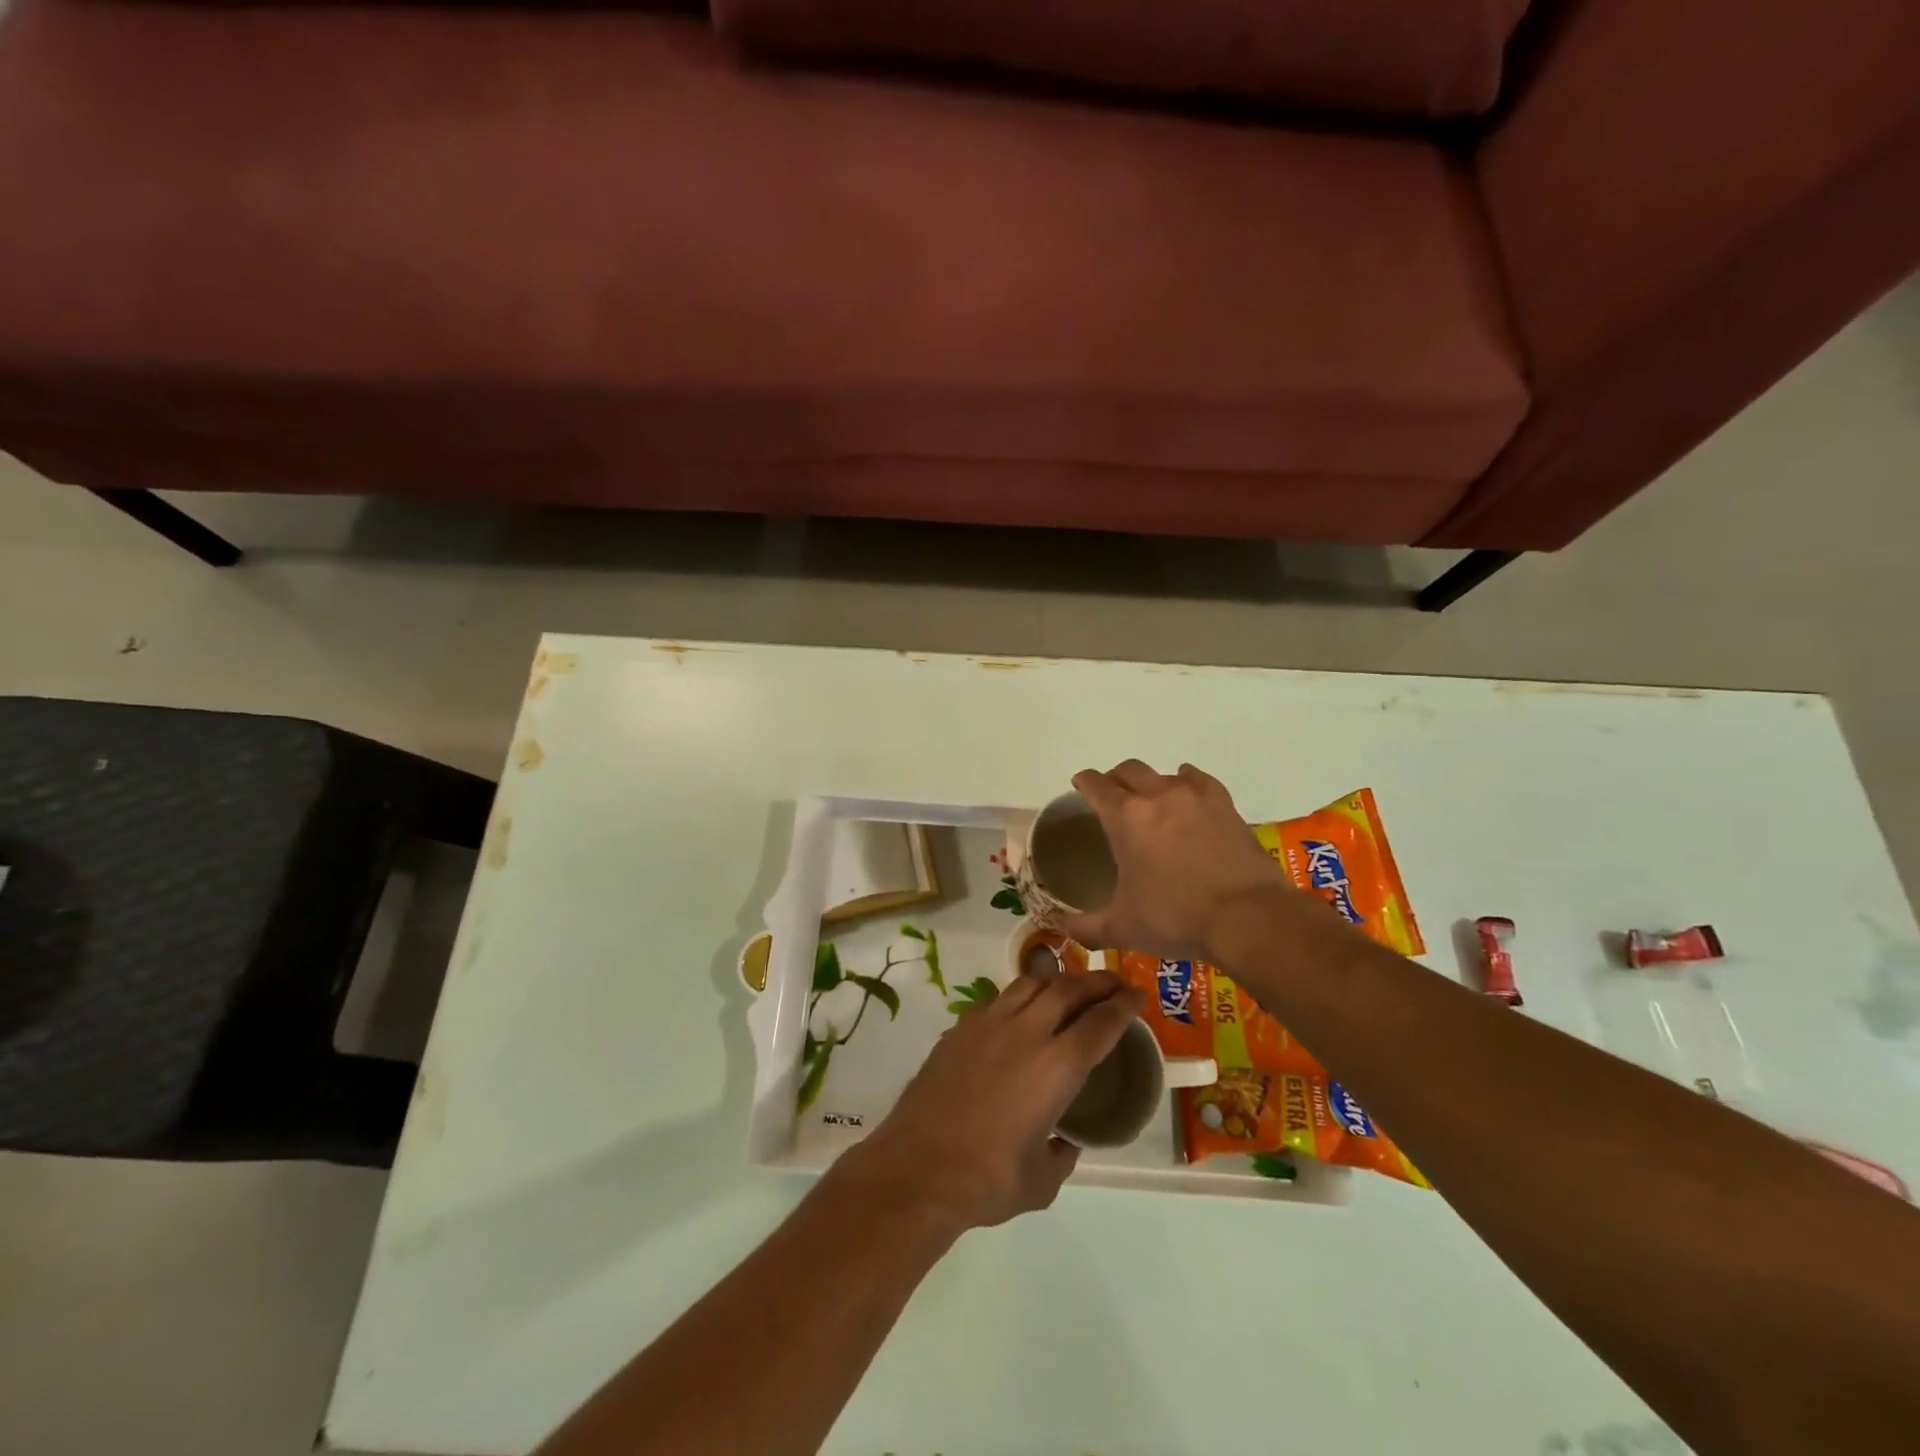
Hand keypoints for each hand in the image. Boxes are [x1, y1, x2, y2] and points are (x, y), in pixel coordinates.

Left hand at [850, 969, 1142, 1235]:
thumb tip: (1067, 1142)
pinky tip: (1019, 1014)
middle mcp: (1026, 1033)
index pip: (1101, 1023)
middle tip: (1113, 982)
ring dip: (1056, 981)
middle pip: (1068, 989)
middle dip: (1096, 981)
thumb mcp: (1042, 1181)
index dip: (1124, 1005)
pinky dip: (1018, 999)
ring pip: (1030, 984)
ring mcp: (989, 1024)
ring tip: (1068, 988)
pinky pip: (998, 999)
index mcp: (1057, 1067)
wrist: (918, 1167)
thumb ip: (1062, 1155)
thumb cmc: (987, 1180)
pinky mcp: (960, 1028)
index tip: (1138, 995)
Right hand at [1060, 759, 1313, 963]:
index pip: (1095, 785)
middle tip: (1113, 796)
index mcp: (1125, 818)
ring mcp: (1194, 797)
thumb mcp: (1124, 928)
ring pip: (1164, 774)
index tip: (1080, 784)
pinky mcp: (1224, 805)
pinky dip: (1188, 782)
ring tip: (1152, 802)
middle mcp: (1156, 796)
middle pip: (1129, 770)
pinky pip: (1199, 780)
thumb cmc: (1176, 918)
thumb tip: (1062, 931)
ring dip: (1152, 783)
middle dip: (1116, 779)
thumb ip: (1088, 928)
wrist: (1247, 917)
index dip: (1084, 781)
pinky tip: (1188, 794)